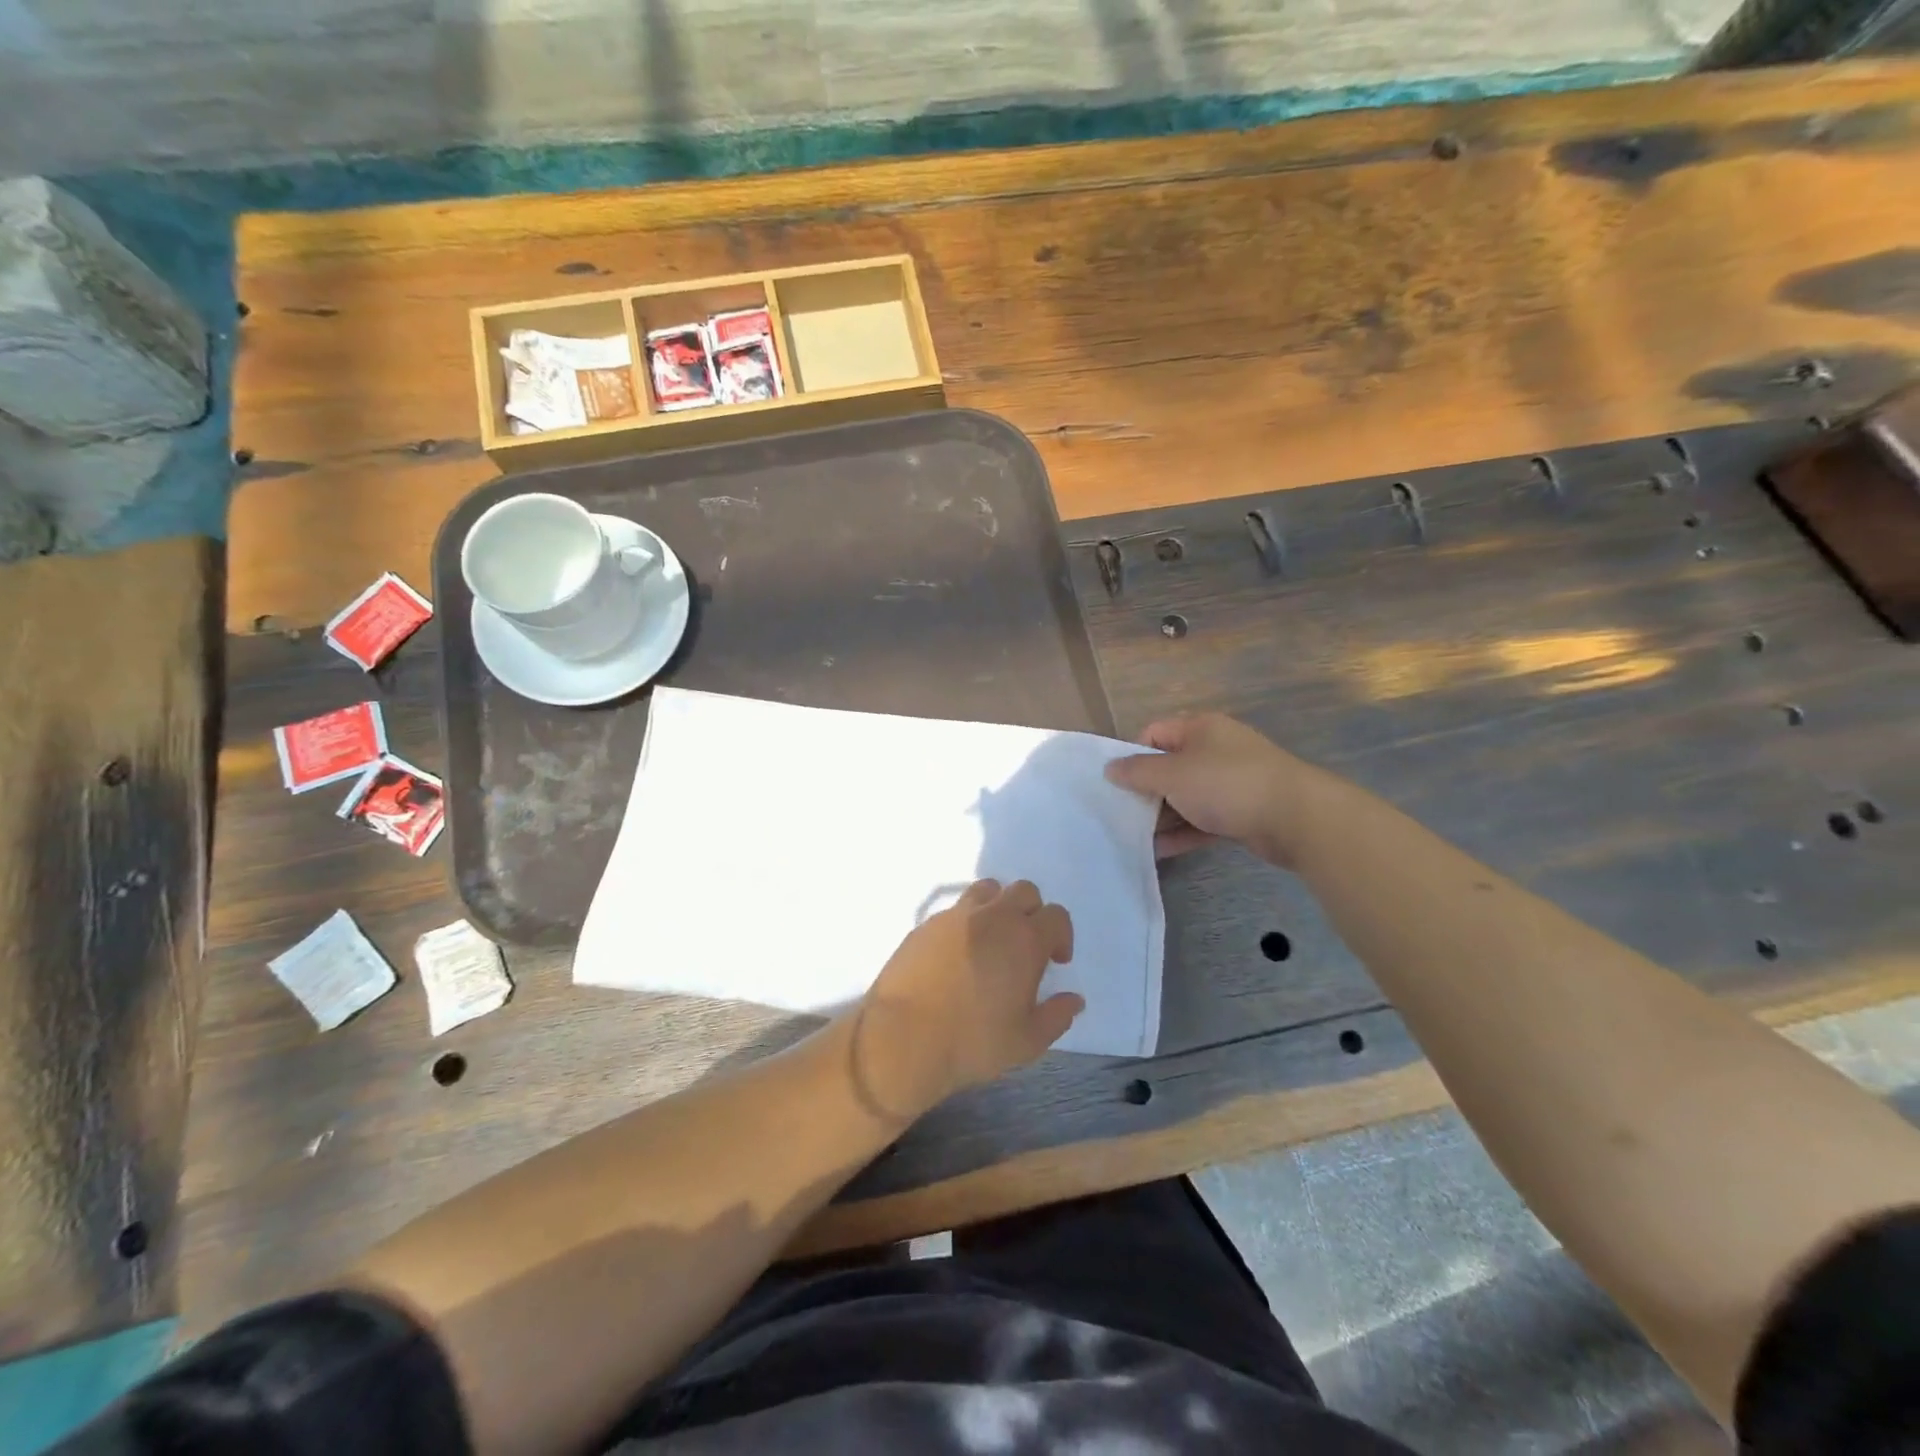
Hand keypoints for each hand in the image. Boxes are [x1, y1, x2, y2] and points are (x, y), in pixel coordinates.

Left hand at [851, 879, 1079, 1119]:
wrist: (903, 1038)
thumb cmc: (972, 1042)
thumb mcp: (1026, 1042)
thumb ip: (1056, 1016)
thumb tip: (1074, 1000)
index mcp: (1024, 939)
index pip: (1056, 916)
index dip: (1061, 936)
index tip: (1055, 961)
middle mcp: (993, 917)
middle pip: (1025, 891)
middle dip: (1033, 913)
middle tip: (1026, 947)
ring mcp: (956, 916)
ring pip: (988, 890)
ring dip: (999, 907)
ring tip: (992, 941)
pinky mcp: (927, 923)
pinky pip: (956, 909)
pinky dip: (967, 922)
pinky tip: (958, 955)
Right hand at [1105, 713, 1335, 867]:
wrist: (1296, 817)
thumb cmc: (1226, 784)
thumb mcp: (1173, 775)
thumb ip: (1137, 772)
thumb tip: (1110, 768)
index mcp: (1200, 728)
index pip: (1154, 733)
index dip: (1132, 755)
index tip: (1118, 783)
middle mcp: (1215, 750)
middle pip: (1169, 767)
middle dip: (1145, 791)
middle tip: (1122, 813)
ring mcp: (1231, 782)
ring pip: (1186, 796)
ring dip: (1162, 816)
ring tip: (1135, 837)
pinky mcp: (1241, 811)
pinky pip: (1203, 819)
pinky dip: (1183, 833)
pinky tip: (1160, 851)